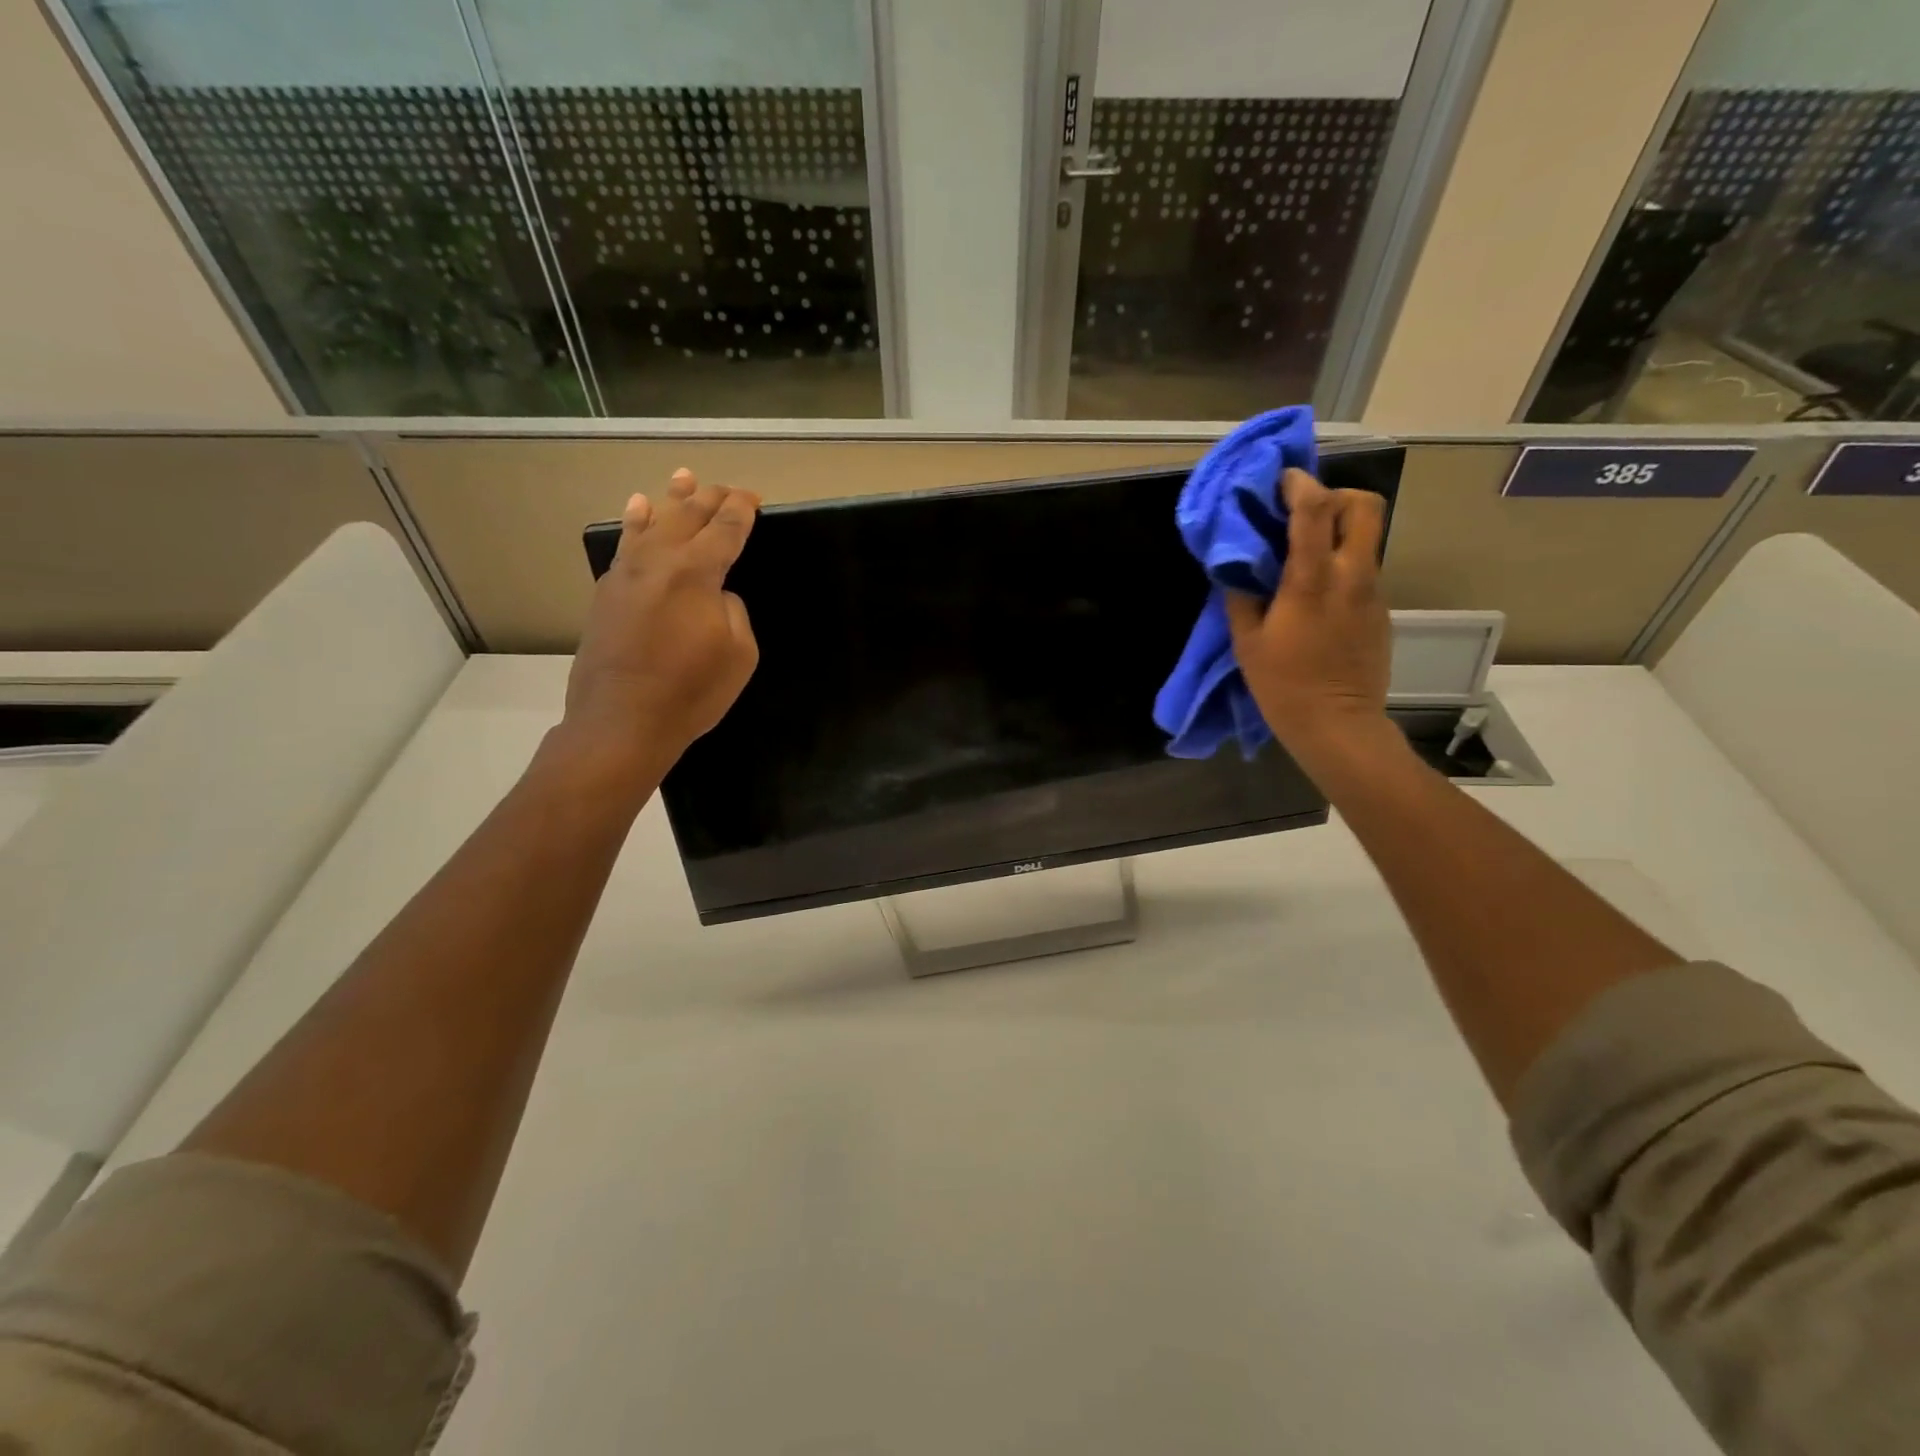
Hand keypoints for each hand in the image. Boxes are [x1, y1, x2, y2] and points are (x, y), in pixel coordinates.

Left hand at [561, 469, 759, 783]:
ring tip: (683, 477)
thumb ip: (732, 609)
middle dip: (710, 498)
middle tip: (726, 489)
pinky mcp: (606, 592)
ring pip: (652, 522)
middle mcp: (659, 560)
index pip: (725, 528)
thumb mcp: (740, 653)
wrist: (622, 720)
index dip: (741, 510)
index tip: (752, 498)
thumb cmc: (692, 691)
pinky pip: (625, 544)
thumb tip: (716, 593)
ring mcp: (627, 573)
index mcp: (697, 572)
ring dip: (672, 499)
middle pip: (688, 516)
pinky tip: (637, 509)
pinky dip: (635, 522)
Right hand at [1225, 469, 1390, 761]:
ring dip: (1339, 531)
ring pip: (1367, 537)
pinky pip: (1364, 570)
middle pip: (1364, 506)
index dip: (1299, 485)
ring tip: (1306, 552)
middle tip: (1305, 511)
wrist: (1338, 725)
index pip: (1315, 511)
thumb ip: (1241, 596)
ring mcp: (1373, 593)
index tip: (1281, 479)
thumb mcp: (1247, 642)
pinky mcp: (1381, 611)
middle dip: (1336, 496)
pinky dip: (1343, 564)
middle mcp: (1352, 576)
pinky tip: (1317, 593)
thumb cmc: (1283, 686)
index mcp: (1312, 581)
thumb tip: (1237, 568)